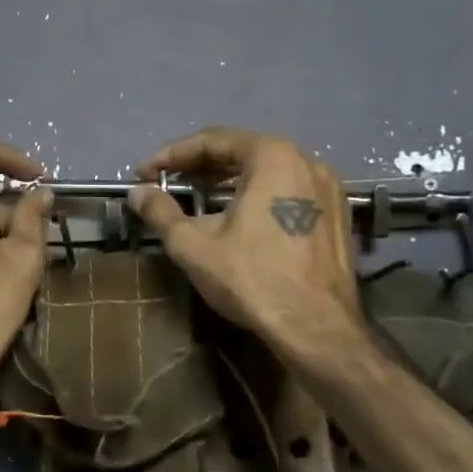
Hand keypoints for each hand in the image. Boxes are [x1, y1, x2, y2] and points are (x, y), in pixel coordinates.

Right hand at [127, 127, 361, 347]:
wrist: (318, 330)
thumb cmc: (253, 278)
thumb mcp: (193, 244)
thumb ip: (161, 211)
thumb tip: (137, 193)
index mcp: (272, 156)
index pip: (212, 141)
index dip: (171, 156)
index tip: (144, 173)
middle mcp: (305, 160)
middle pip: (241, 151)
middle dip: (199, 166)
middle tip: (166, 182)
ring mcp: (327, 188)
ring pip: (266, 171)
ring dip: (227, 180)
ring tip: (196, 197)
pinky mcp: (336, 214)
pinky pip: (287, 190)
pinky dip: (256, 194)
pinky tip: (236, 216)